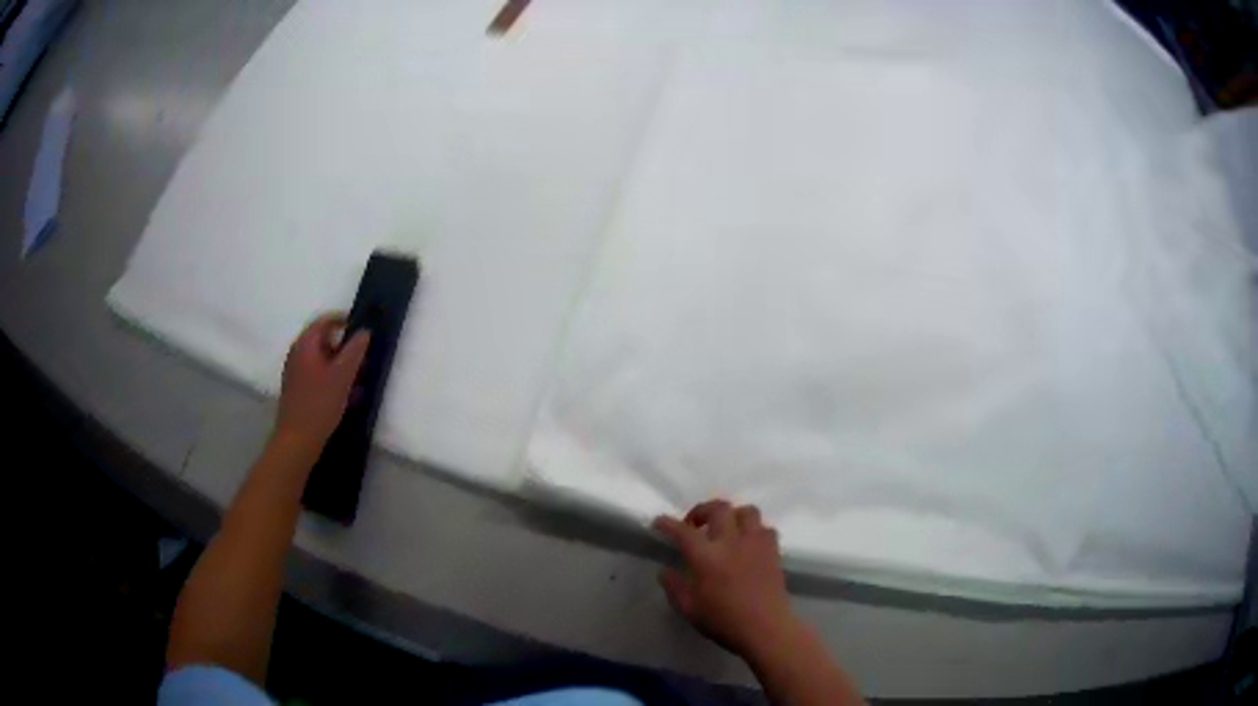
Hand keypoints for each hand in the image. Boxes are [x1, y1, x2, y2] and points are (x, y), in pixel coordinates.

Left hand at [275, 313, 369, 451]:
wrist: (297, 440)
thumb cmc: (320, 403)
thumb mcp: (342, 375)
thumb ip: (355, 351)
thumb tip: (365, 331)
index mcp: (305, 345)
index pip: (325, 321)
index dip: (344, 321)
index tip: (363, 330)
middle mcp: (298, 354)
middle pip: (324, 341)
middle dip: (346, 348)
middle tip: (365, 359)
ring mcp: (297, 373)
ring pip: (323, 361)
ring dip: (342, 367)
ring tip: (361, 380)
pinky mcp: (299, 390)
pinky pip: (319, 376)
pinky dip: (334, 380)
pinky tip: (350, 397)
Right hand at [653, 500, 797, 657]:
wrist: (765, 628)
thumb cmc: (723, 621)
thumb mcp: (689, 609)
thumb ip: (674, 587)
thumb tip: (666, 571)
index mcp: (706, 557)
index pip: (683, 531)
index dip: (667, 523)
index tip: (659, 523)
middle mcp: (731, 542)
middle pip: (718, 508)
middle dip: (702, 510)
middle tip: (694, 525)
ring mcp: (755, 543)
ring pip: (746, 511)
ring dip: (731, 516)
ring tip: (724, 530)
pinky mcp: (773, 550)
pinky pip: (764, 528)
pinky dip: (753, 530)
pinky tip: (747, 544)